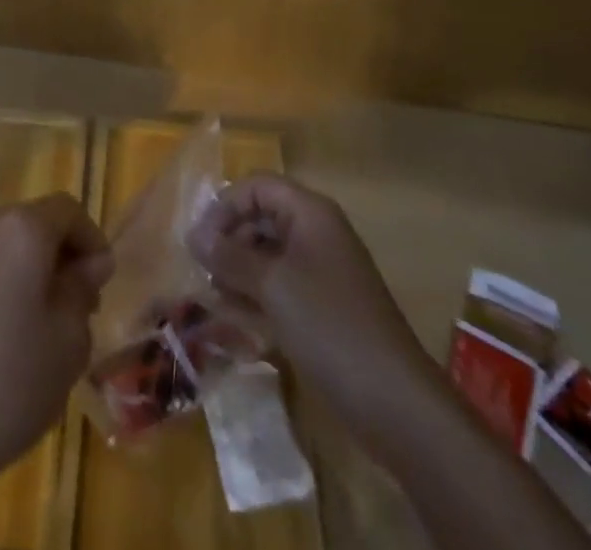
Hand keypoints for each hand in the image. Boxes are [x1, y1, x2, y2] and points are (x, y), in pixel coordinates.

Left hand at [0, 193, 112, 497]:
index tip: (101, 286)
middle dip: (61, 257)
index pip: (68, 211)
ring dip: (30, 272)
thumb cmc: (7, 384)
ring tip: (40, 329)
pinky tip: (2, 337)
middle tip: (77, 311)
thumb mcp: (67, 343)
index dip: (92, 241)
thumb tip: (89, 263)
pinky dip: (1, 284)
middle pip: (34, 224)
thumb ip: (81, 290)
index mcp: (20, 231)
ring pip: (6, 246)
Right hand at [189, 173, 435, 436]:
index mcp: (310, 213)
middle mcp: (316, 233)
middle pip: (261, 218)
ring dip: (238, 271)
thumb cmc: (329, 326)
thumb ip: (229, 255)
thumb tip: (194, 235)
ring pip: (267, 255)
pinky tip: (234, 318)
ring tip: (214, 297)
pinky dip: (256, 295)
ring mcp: (321, 272)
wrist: (396, 403)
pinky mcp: (323, 308)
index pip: (256, 187)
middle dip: (229, 241)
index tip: (200, 242)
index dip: (225, 207)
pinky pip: (280, 287)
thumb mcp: (272, 284)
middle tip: (204, 272)